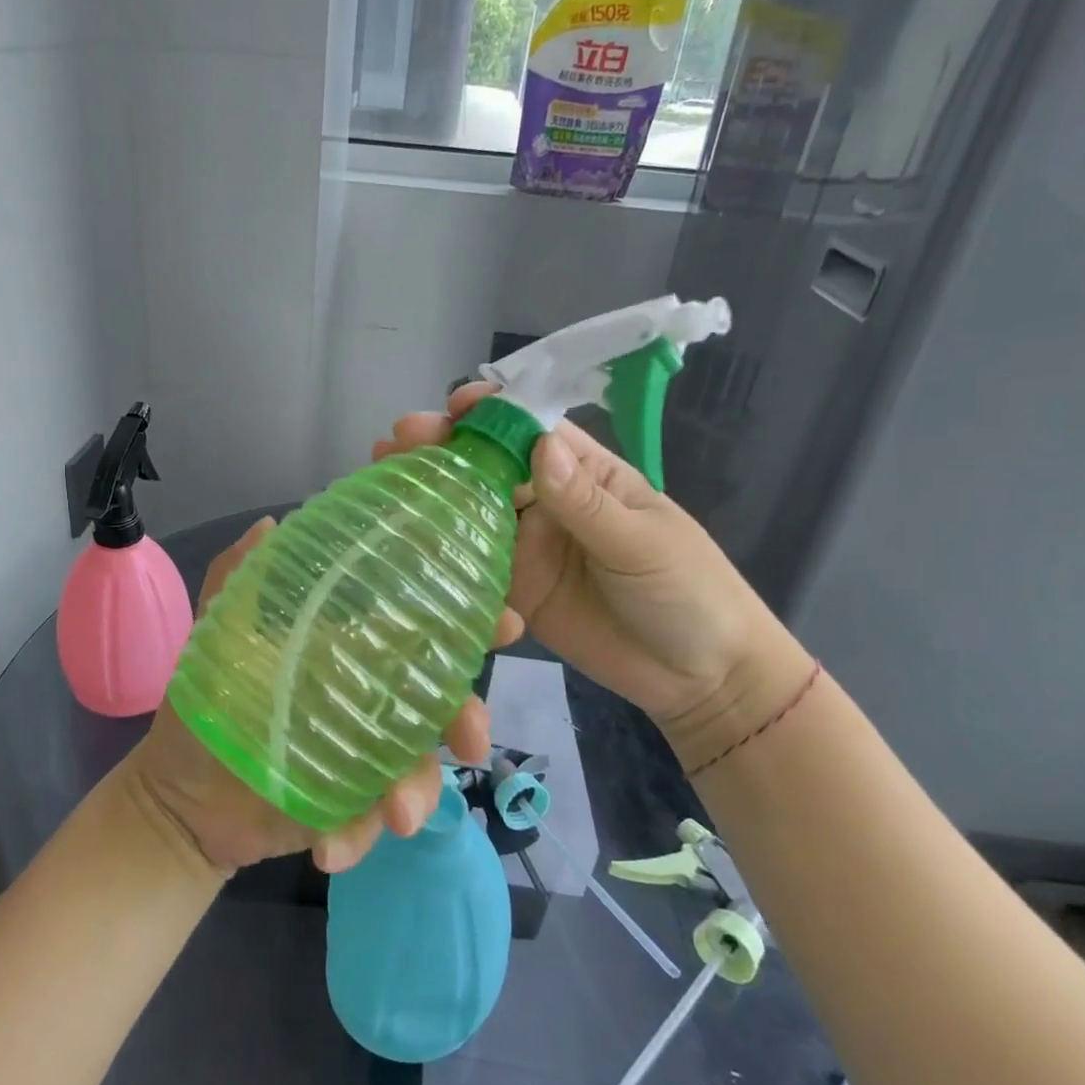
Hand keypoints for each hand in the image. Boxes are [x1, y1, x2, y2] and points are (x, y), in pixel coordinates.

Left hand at [129, 517, 514, 875]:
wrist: (182, 793)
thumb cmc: (209, 702)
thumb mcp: (220, 631)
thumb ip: (238, 576)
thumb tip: (269, 523)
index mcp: (352, 654)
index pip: (423, 630)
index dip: (470, 623)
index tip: (503, 621)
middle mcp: (372, 702)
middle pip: (442, 705)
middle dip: (469, 718)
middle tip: (470, 739)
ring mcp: (365, 759)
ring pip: (420, 771)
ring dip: (419, 791)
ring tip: (394, 813)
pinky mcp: (348, 809)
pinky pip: (371, 823)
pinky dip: (357, 836)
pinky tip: (329, 847)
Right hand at [373, 385, 810, 770]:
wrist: (701, 677)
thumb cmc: (688, 591)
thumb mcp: (643, 543)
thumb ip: (586, 503)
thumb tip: (539, 447)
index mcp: (582, 473)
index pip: (529, 429)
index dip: (491, 412)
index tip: (454, 406)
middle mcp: (546, 503)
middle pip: (487, 467)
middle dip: (443, 449)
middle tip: (397, 443)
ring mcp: (527, 547)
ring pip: (470, 513)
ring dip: (431, 496)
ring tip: (384, 481)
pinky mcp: (515, 592)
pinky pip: (474, 568)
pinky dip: (442, 554)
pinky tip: (403, 545)